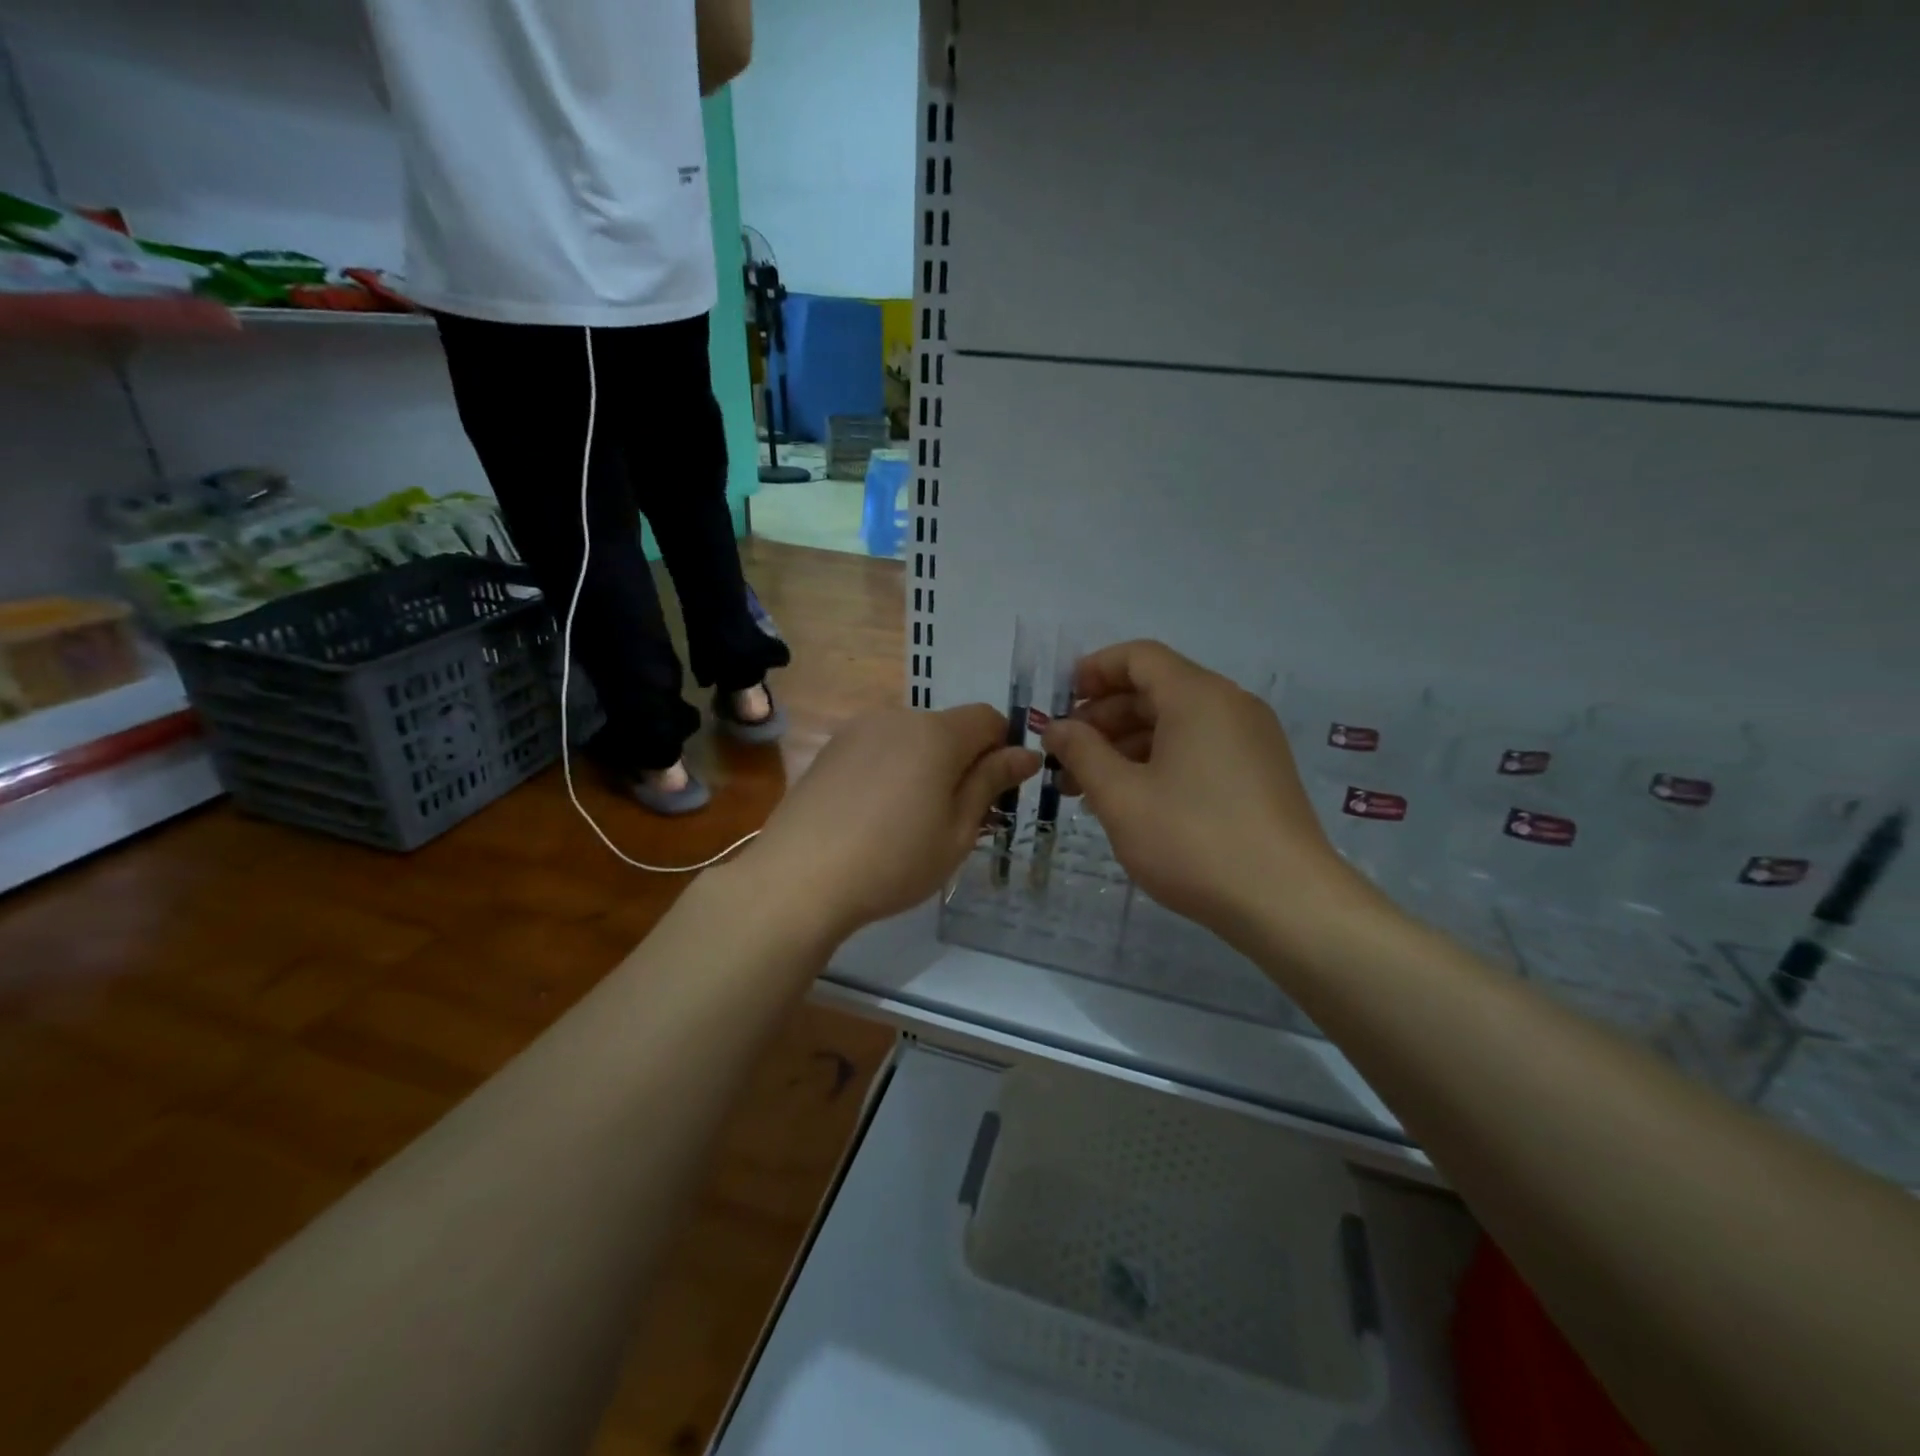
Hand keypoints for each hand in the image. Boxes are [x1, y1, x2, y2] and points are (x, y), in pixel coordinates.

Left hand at [749, 704, 1040, 940]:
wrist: (800, 878)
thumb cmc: (894, 860)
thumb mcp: (957, 831)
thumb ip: (991, 783)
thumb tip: (1026, 753)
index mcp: (937, 733)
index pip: (988, 718)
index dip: (1002, 749)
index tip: (996, 792)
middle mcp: (897, 717)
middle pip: (947, 728)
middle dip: (961, 762)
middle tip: (955, 818)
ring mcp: (858, 731)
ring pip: (911, 740)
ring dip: (924, 767)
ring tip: (908, 821)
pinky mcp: (830, 750)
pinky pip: (878, 750)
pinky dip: (890, 771)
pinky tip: (873, 816)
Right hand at [1042, 640, 1369, 946]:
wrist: (1287, 903)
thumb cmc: (1193, 841)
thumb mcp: (1121, 797)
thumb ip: (1082, 753)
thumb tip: (1057, 728)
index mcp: (1198, 696)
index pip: (1139, 657)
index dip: (1093, 671)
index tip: (1060, 703)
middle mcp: (1230, 706)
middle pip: (1156, 690)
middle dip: (1103, 718)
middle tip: (1065, 757)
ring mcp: (1251, 740)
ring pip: (1176, 724)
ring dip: (1126, 746)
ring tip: (1089, 789)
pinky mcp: (1260, 773)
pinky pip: (1198, 749)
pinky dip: (1159, 762)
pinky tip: (1132, 801)